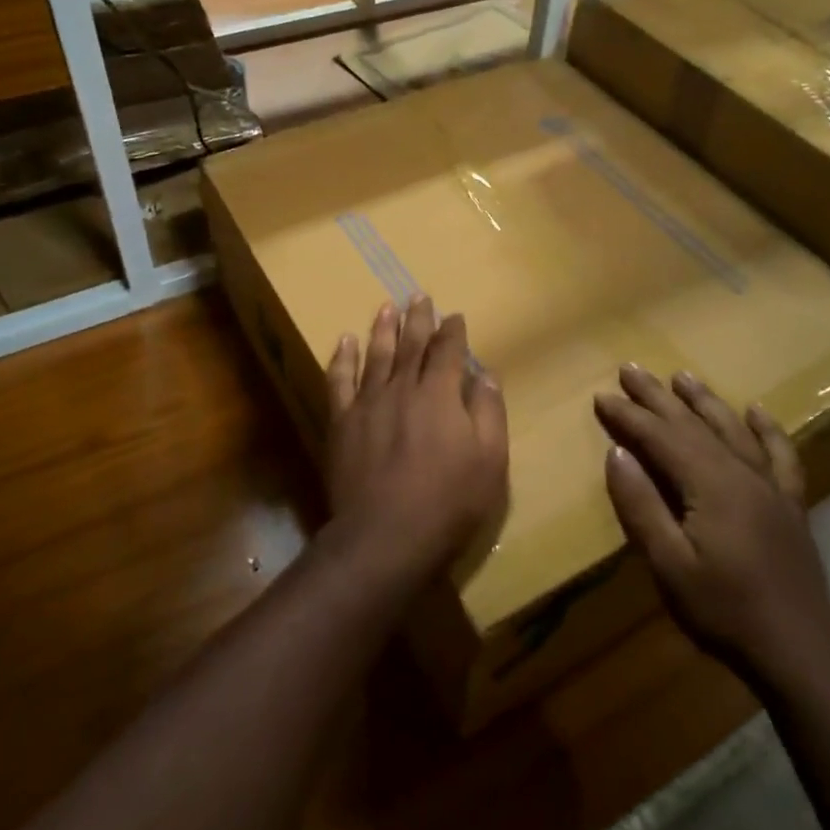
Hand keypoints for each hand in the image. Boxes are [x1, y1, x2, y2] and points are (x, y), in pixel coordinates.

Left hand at [323, 297, 508, 588]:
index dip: (453, 331)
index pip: (448, 351)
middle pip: (411, 344)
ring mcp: (368, 402)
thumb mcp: (490, 461)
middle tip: (419, 294)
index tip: (455, 315)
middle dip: (418, 318)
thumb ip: (489, 412)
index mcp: (441, 394)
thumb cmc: (448, 501)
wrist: (385, 535)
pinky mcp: (342, 421)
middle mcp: (403, 388)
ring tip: (386, 306)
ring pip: (376, 355)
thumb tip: (485, 373)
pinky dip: (342, 358)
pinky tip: (344, 341)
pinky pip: (339, 380)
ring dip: (382, 328)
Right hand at [594, 364, 829, 697]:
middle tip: (630, 369)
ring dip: (704, 400)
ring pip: (732, 429)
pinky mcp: (790, 504)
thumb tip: (617, 453)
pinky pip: (780, 454)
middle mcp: (741, 473)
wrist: (799, 652)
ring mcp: (770, 486)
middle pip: (693, 424)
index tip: (601, 396)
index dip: (628, 416)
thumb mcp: (669, 565)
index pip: (660, 437)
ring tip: (681, 376)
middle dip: (657, 396)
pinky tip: (755, 411)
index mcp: (710, 485)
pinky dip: (767, 429)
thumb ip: (642, 506)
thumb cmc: (724, 611)